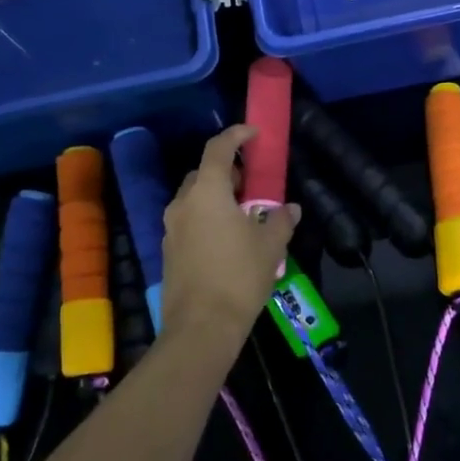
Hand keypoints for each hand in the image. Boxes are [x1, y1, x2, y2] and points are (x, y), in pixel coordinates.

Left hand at [161, 125, 300, 337]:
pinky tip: (226, 240)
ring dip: (215, 197)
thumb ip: (280, 220)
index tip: (254, 134)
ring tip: (242, 214)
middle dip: (227, 171)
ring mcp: (171, 228)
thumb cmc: (239, 276)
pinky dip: (206, 219)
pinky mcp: (169, 250)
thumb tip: (290, 208)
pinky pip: (189, 221)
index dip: (236, 135)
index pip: (218, 149)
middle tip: (251, 183)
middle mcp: (183, 203)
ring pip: (194, 199)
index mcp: (207, 192)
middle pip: (203, 173)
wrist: (201, 327)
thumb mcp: (270, 246)